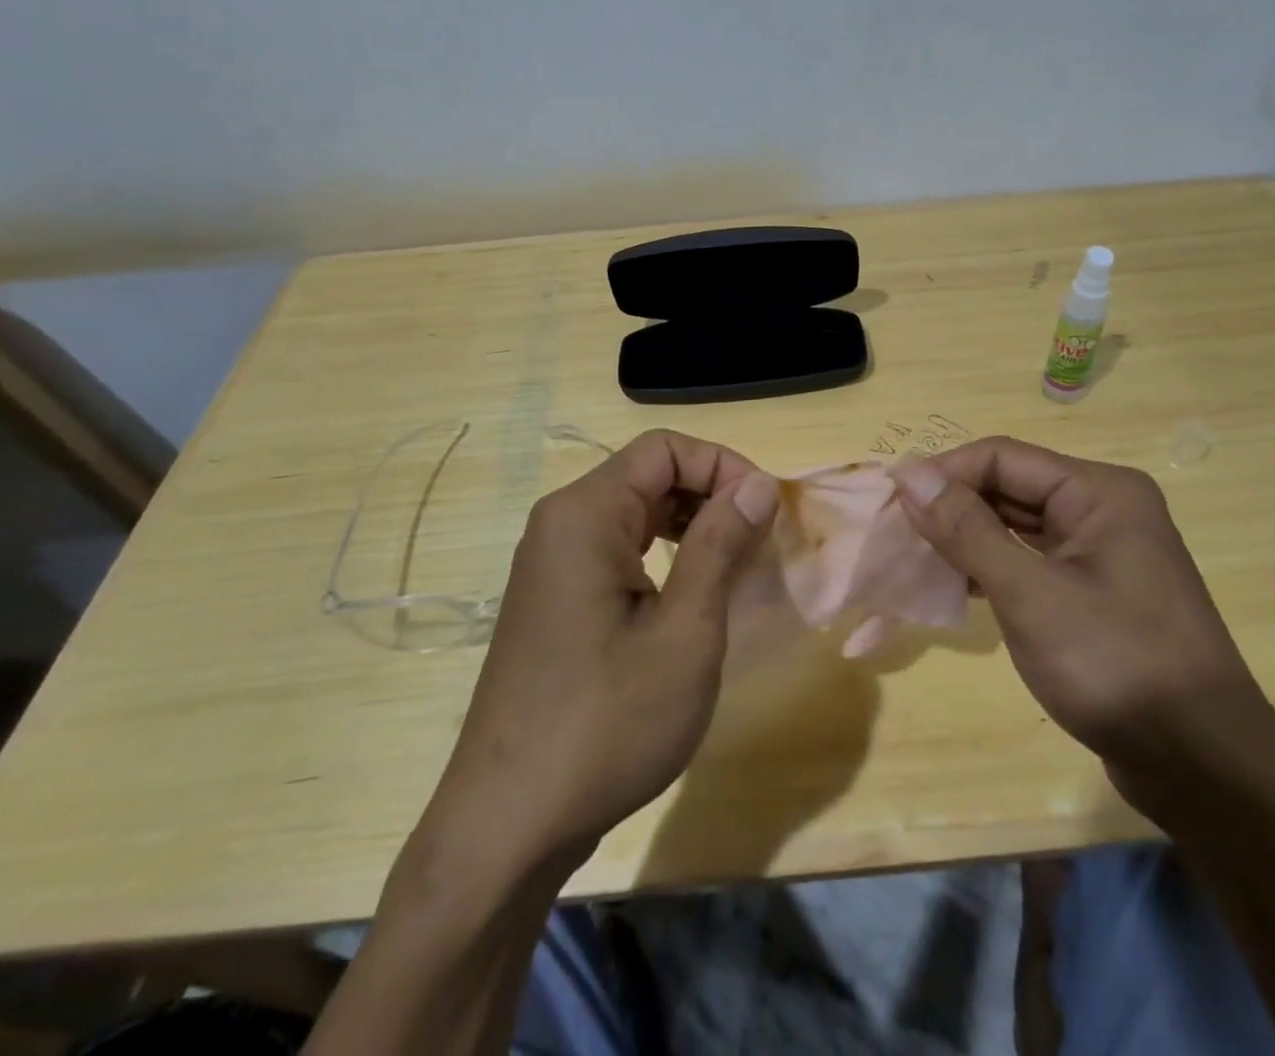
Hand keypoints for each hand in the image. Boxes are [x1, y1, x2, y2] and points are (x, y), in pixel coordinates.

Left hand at [431, 430, 778, 864]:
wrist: (509, 824)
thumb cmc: (607, 724)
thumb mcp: (685, 632)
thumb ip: (721, 544)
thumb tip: (758, 483)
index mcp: (584, 514)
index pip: (664, 449)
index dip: (723, 465)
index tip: (766, 511)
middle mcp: (559, 523)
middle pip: (647, 474)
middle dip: (711, 494)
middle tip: (759, 541)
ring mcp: (550, 562)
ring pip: (634, 511)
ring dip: (690, 524)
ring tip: (734, 566)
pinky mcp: (553, 598)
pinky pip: (615, 547)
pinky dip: (661, 553)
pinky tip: (689, 594)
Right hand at [891, 437, 1274, 828]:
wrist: (1203, 767)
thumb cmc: (1115, 665)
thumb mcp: (1030, 594)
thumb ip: (967, 529)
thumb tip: (910, 474)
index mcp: (1099, 491)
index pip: (1002, 457)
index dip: (944, 473)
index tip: (891, 501)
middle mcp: (1103, 509)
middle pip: (1010, 487)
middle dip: (953, 506)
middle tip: (896, 533)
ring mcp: (1102, 552)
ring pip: (1018, 525)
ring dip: (968, 537)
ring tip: (916, 558)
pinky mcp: (1096, 591)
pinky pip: (1032, 560)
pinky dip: (992, 567)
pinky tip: (957, 585)